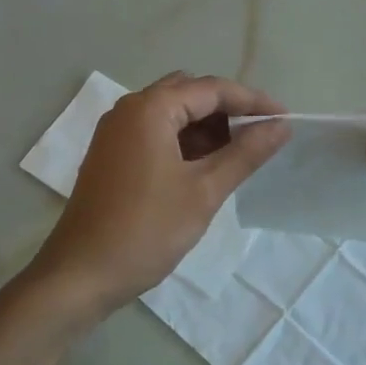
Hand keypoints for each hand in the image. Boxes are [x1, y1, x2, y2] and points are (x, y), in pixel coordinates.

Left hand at [32, 72, 290, 313]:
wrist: (80, 275)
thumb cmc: (146, 230)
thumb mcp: (204, 191)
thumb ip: (245, 153)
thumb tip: (281, 126)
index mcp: (150, 108)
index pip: (212, 89)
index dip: (252, 101)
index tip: (285, 120)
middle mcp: (129, 109)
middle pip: (190, 93)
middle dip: (228, 111)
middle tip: (261, 137)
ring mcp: (116, 132)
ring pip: (172, 113)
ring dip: (206, 127)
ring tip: (239, 155)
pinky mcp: (111, 155)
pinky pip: (155, 133)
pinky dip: (184, 142)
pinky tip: (206, 167)